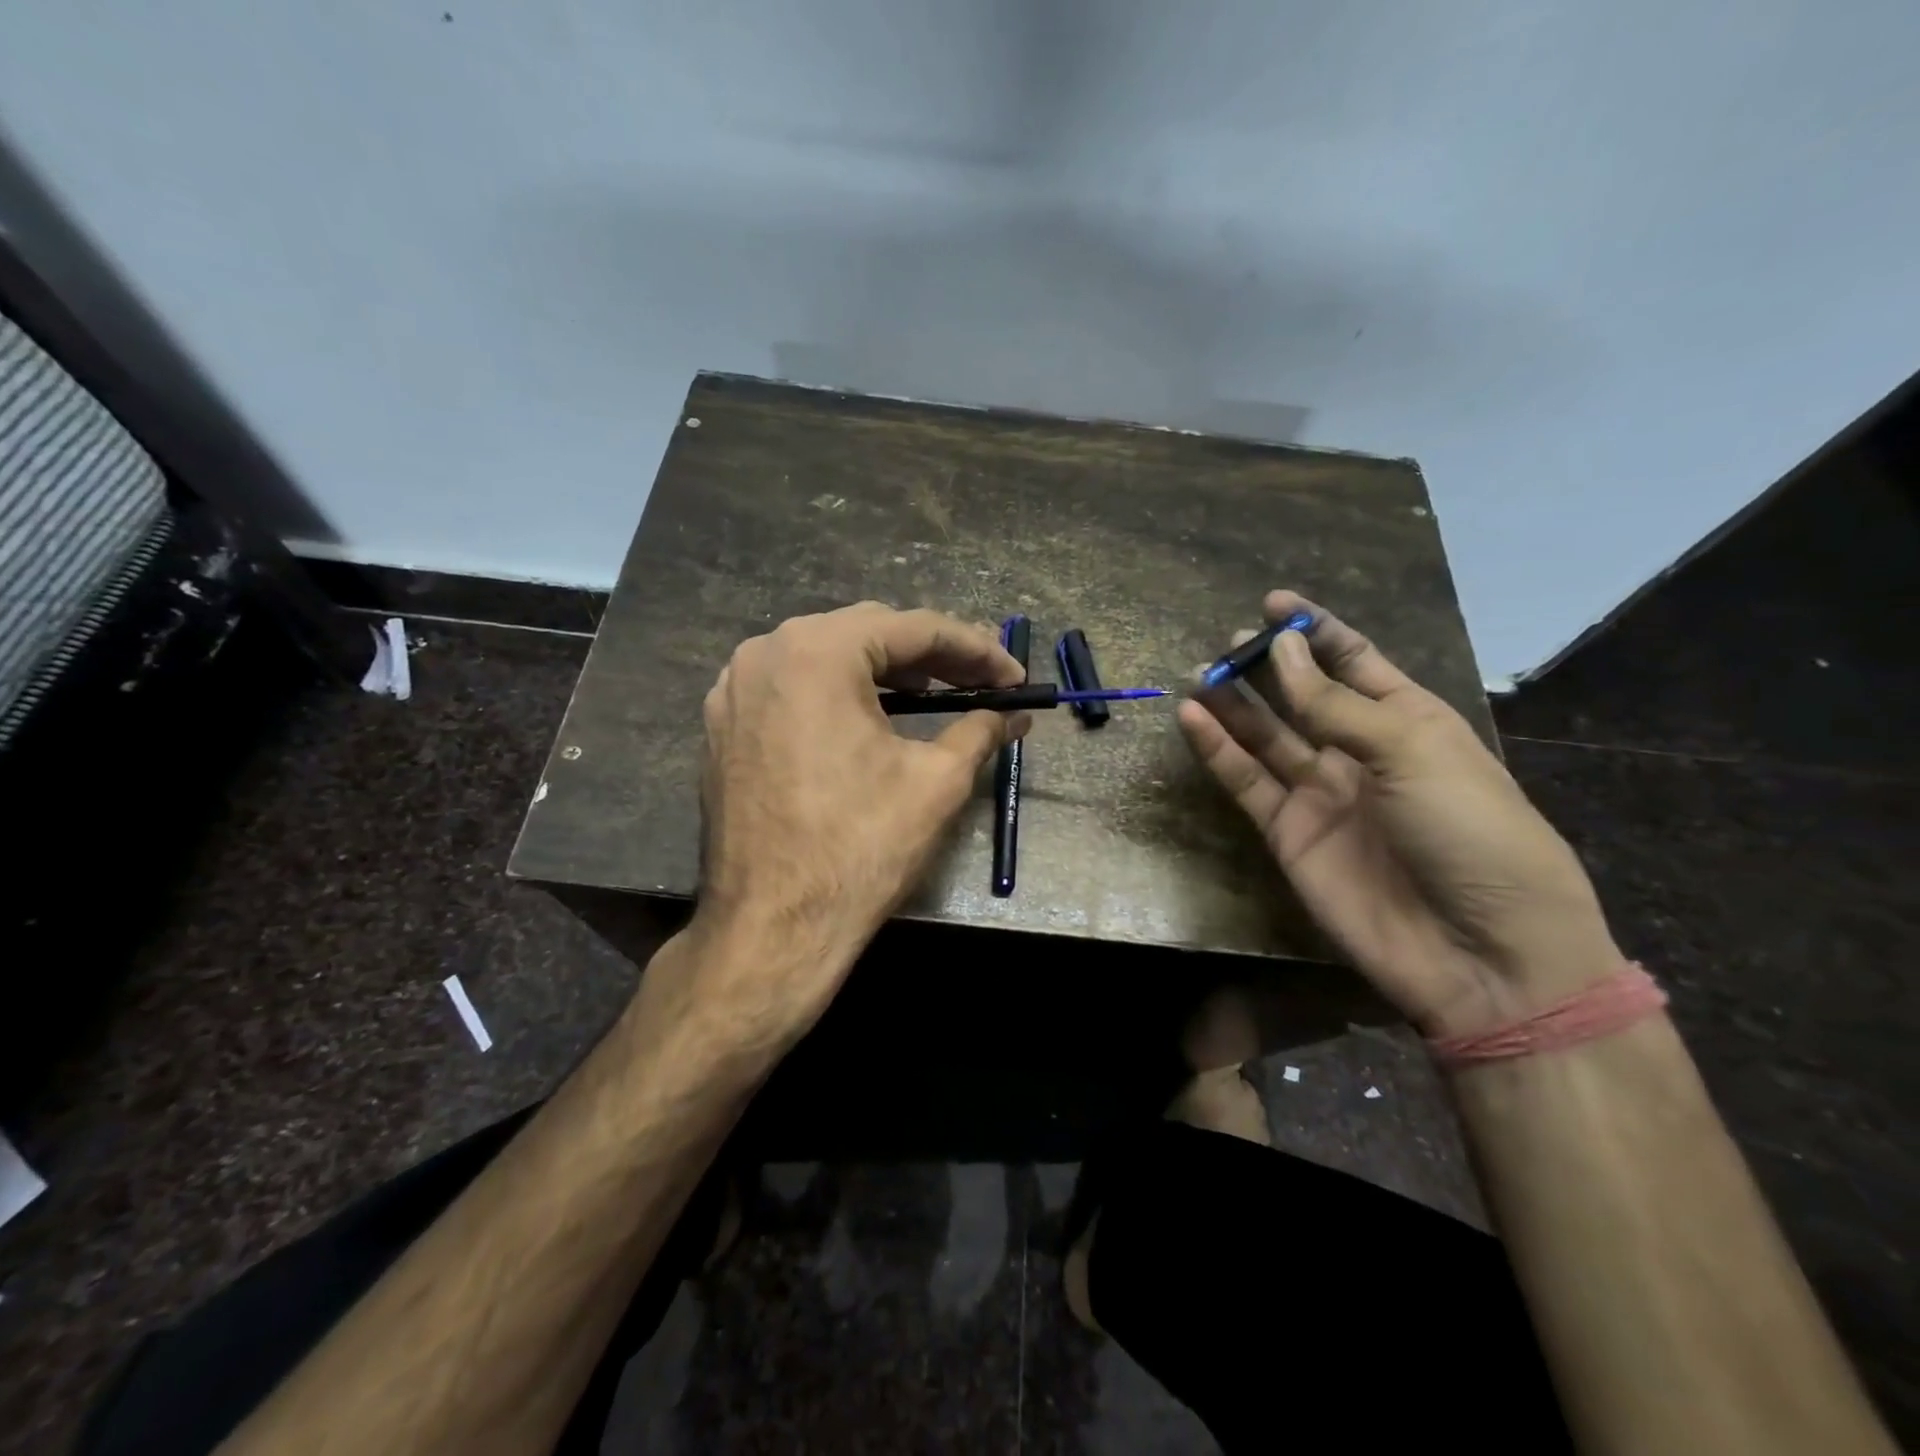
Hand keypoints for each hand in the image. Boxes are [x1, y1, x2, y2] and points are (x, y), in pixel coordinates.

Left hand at [690, 601, 1023, 1042]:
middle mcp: (766, 653)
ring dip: (884, 672)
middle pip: (867, 633)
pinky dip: (839, 694)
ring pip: (826, 657)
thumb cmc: (859, 847)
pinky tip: (871, 719)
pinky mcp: (723, 726)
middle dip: (931, 656)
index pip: (914, 628)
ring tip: (935, 695)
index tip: (1013, 676)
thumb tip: (1014, 714)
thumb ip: (980, 730)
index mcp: (818, 652)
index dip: (975, 649)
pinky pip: (793, 688)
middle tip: (980, 683)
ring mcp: (735, 689)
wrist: (771, 927)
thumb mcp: (937, 781)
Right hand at [1178, 591, 1621, 1038]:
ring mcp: (1320, 793)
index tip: (1273, 603)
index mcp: (1409, 721)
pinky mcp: (1289, 832)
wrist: (1480, 952)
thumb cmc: (1471, 832)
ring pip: (1265, 736)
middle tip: (1228, 642)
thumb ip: (1335, 704)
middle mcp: (1359, 751)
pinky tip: (1192, 718)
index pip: (1355, 660)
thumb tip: (1280, 650)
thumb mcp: (1412, 751)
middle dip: (1266, 665)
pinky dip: (1218, 750)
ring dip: (1232, 704)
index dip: (1316, 631)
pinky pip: (1246, 781)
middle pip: (1302, 695)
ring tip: (1197, 673)